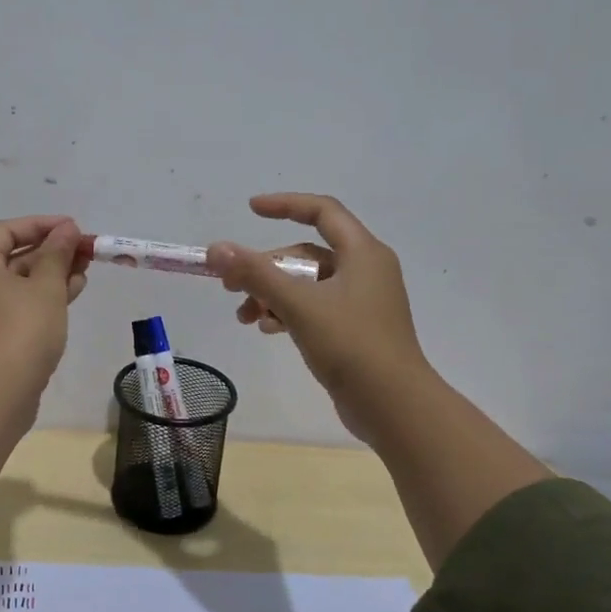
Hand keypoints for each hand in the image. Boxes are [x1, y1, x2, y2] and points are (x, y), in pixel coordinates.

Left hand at [0, 215, 87, 395]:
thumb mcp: (46, 286)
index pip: (5, 231)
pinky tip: (68, 299)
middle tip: (83, 253)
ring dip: (48, 277)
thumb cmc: (21, 330)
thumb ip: (57, 253)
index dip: (41, 225)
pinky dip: (37, 300)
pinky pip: (11, 308)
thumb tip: (66, 229)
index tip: (73, 228)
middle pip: (9, 259)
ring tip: (83, 274)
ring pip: (13, 286)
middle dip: (49, 253)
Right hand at [206, 194, 431, 446]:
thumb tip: (215, 249)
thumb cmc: (351, 345)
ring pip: (308, 284)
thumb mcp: (298, 304)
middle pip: (308, 253)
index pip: (322, 212)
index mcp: (362, 253)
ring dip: (273, 294)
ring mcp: (362, 302)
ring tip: (245, 317)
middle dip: (267, 267)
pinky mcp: (356, 329)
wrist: (394, 407)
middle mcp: (365, 270)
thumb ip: (256, 274)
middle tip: (232, 285)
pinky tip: (268, 329)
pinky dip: (289, 312)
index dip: (285, 204)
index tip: (251, 210)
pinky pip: (315, 307)